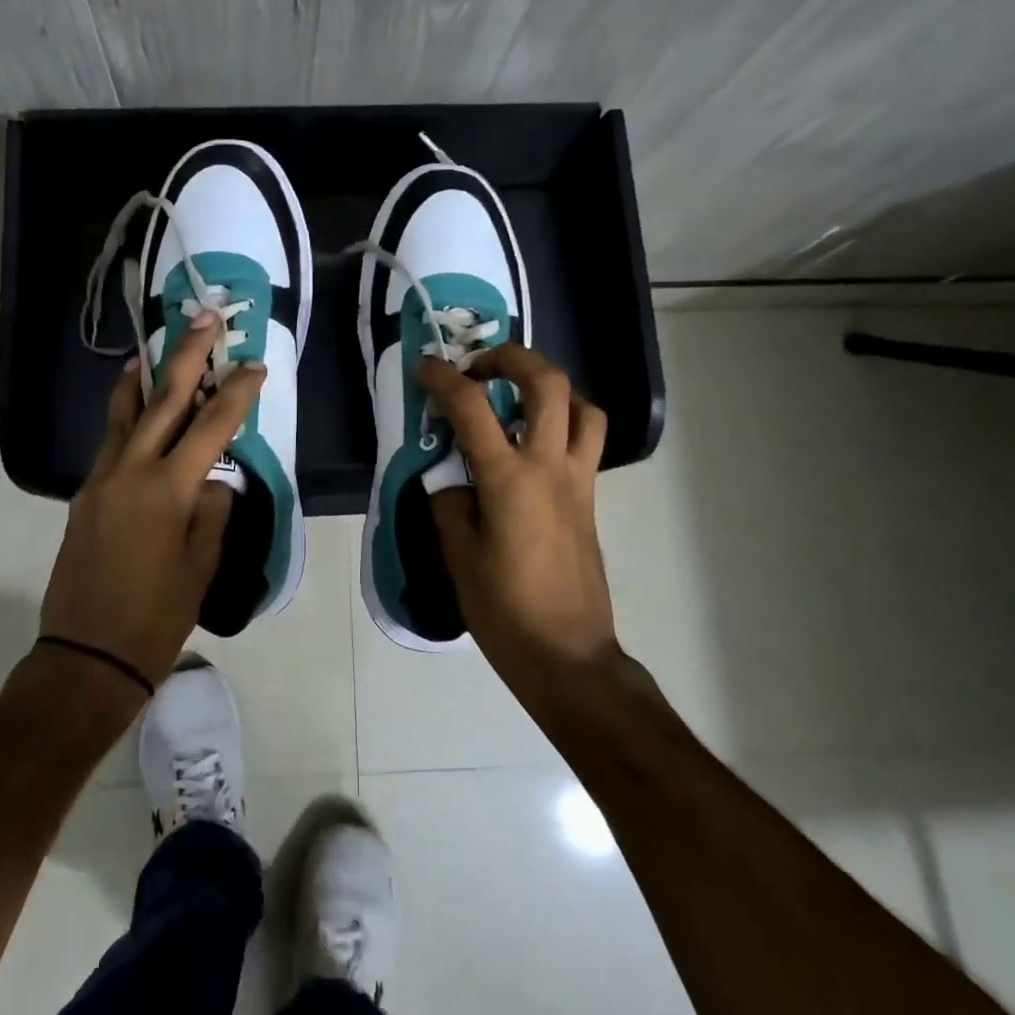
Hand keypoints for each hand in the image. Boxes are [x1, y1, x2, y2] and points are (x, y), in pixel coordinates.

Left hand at [39, 315, 264, 689]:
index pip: (211, 427)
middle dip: (186, 356)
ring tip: (154, 346)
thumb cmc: (156, 616)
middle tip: (203, 318)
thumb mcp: (201, 566)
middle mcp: (130, 471)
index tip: (254, 366)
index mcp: (167, 490)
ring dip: (144, 376)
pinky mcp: (85, 493)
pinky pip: (109, 439)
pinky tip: (133, 404)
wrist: (86, 655)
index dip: (236, 392)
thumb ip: (212, 512)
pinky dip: (123, 412)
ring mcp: (101, 479)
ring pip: (125, 413)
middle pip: (163, 401)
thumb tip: (212, 480)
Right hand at [416, 343, 617, 694]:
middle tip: (479, 368)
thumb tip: (451, 477)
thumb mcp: (458, 556)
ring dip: (549, 388)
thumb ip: (450, 503)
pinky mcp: (590, 499)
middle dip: (511, 358)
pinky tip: (532, 445)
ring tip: (516, 400)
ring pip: (582, 407)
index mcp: (509, 480)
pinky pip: (586, 440)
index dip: (444, 378)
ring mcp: (578, 481)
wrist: (568, 655)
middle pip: (547, 383)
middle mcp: (551, 468)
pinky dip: (563, 422)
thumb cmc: (504, 611)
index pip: (473, 408)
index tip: (425, 367)